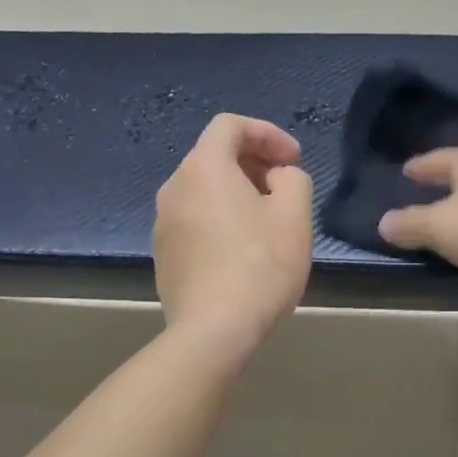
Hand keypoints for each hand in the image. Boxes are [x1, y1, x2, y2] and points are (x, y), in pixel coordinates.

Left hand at [154, 114, 312, 355]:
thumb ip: (293, 179)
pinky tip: (242, 254)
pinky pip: (195, 222)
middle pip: (214, 158)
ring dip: (237, 196)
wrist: (214, 330)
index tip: (294, 160)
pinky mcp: (164, 256)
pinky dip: (220, 222)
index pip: (231, 126)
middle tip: (284, 191)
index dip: (268, 134)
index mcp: (203, 168)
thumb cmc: (260, 267)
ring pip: (204, 192)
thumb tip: (277, 178)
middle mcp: (174, 188)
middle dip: (254, 165)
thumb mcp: (294, 215)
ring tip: (267, 224)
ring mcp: (163, 224)